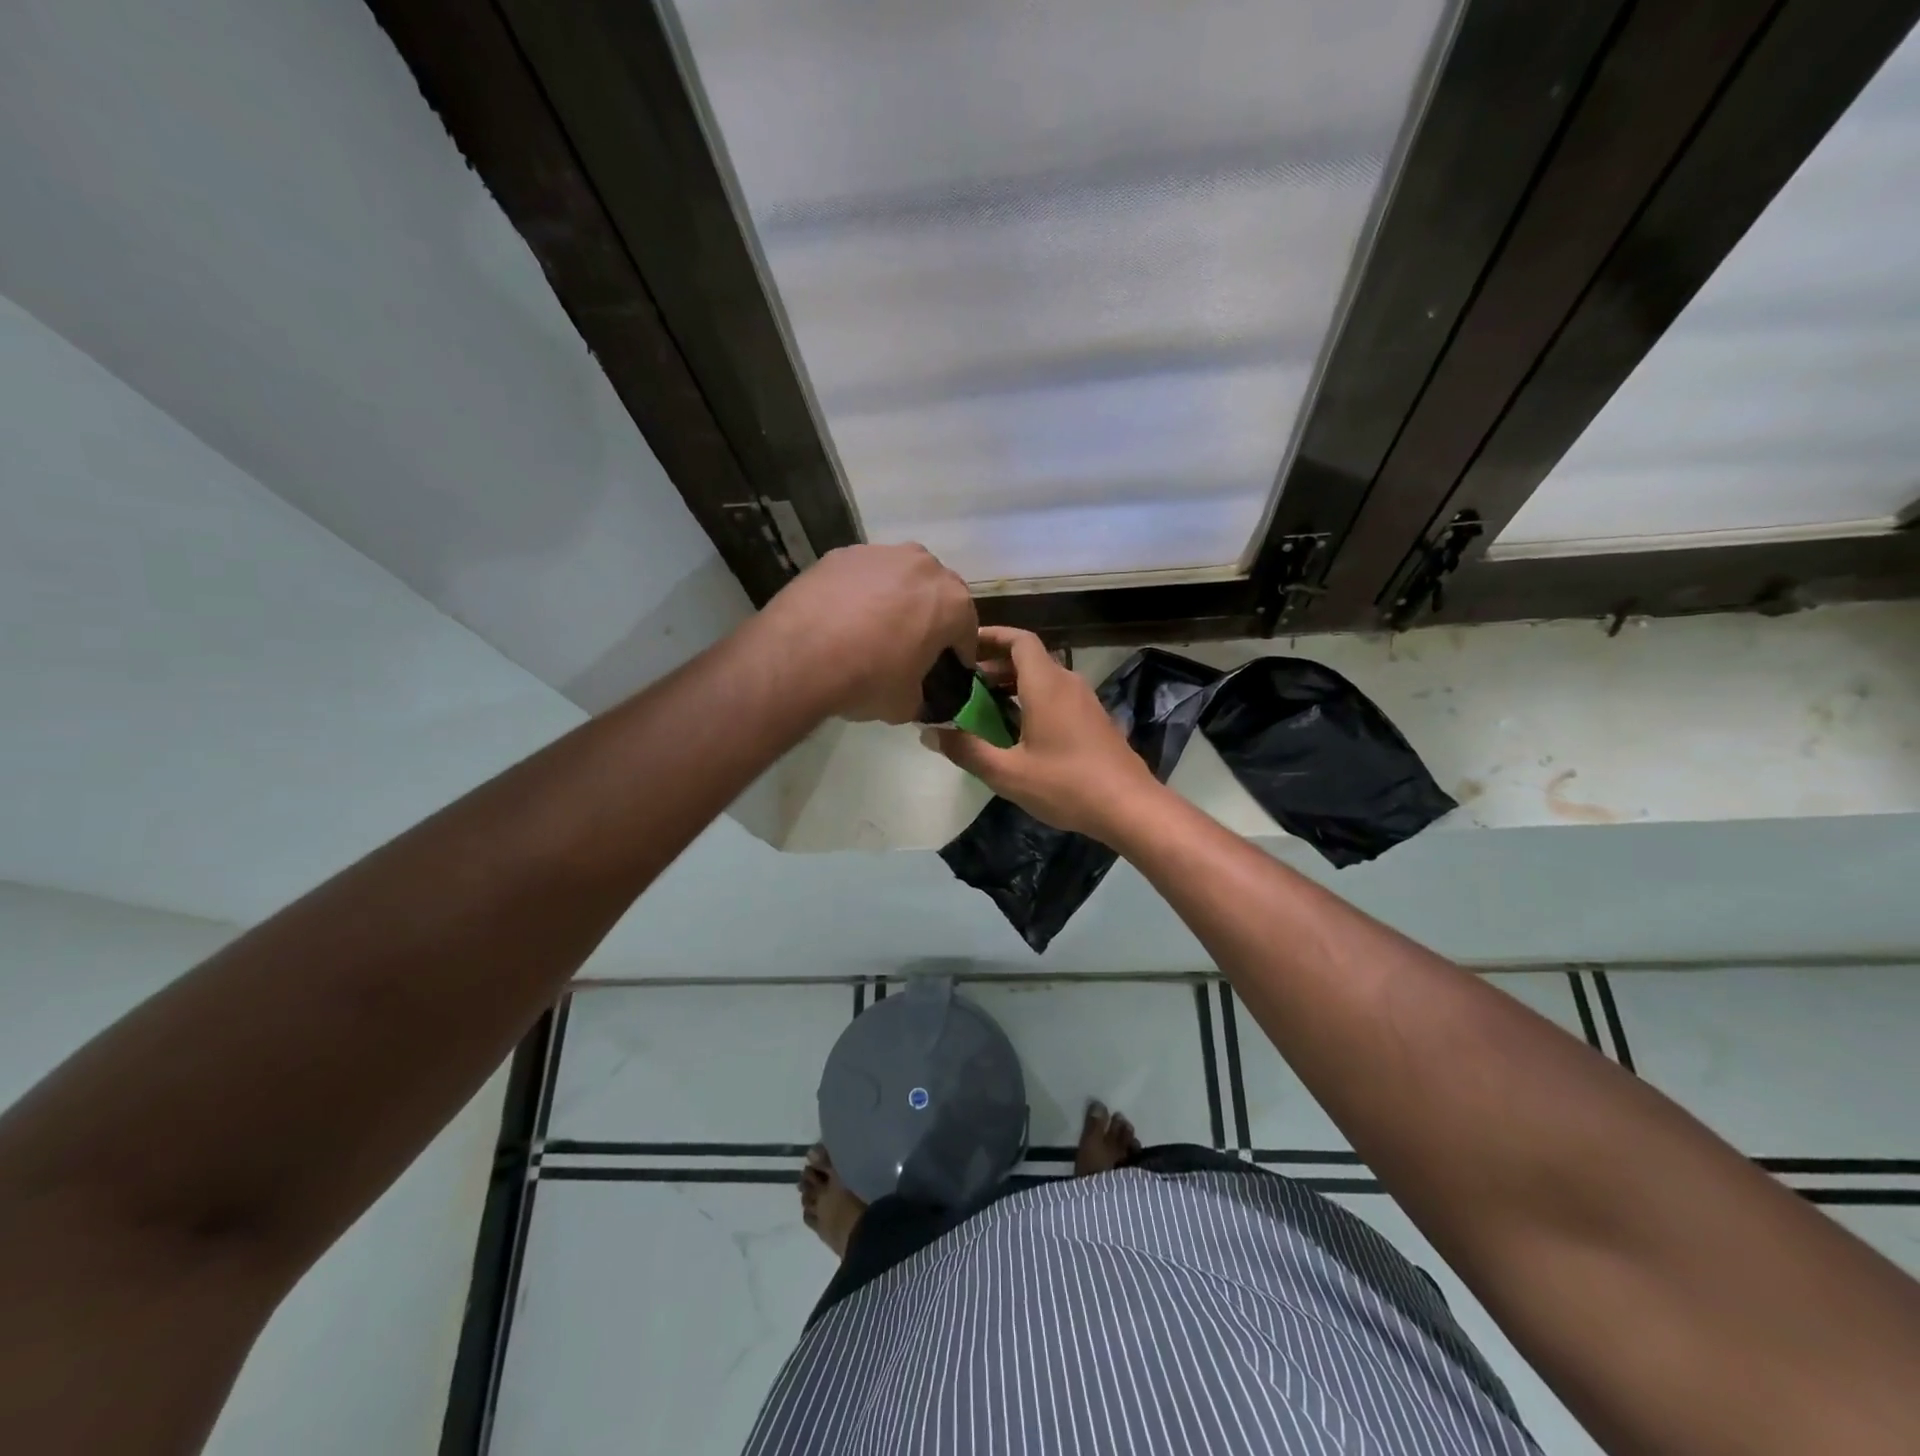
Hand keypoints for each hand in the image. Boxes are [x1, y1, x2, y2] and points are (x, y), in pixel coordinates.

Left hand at [753, 543, 977, 723]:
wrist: (800, 656)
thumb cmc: (868, 679)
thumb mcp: (906, 705)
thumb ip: (922, 696)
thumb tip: (915, 695)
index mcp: (952, 602)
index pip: (966, 632)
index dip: (957, 656)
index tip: (945, 673)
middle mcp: (924, 566)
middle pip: (936, 595)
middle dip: (929, 619)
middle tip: (910, 648)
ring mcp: (881, 553)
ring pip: (900, 578)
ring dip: (896, 600)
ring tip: (872, 631)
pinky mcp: (842, 553)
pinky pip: (863, 576)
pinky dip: (860, 593)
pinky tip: (842, 619)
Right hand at [930, 626, 1163, 838]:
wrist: (1129, 807)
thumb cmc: (1066, 785)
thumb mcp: (1008, 772)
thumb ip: (967, 750)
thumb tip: (931, 734)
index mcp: (1046, 685)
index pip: (1019, 640)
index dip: (990, 636)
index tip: (963, 644)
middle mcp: (1067, 683)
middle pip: (1029, 657)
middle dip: (995, 664)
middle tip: (963, 683)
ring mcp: (1085, 701)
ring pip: (1043, 678)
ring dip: (1013, 683)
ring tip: (983, 705)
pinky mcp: (1093, 719)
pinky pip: (1056, 695)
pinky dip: (1031, 699)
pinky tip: (1016, 729)